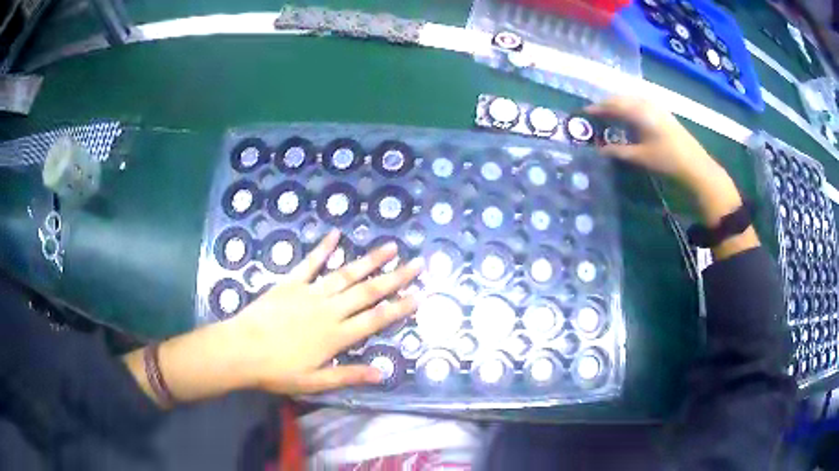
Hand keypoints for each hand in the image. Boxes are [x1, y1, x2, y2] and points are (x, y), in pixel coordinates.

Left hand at [228, 229, 423, 394]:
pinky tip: (335, 235)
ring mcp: (310, 293)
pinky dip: (323, 248)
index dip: (399, 307)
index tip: (419, 294)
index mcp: (336, 336)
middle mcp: (329, 310)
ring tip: (389, 247)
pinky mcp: (291, 283)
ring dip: (369, 261)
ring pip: (345, 274)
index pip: (375, 319)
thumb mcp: (315, 382)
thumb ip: (348, 375)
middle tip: (417, 263)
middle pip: (368, 292)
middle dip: (395, 277)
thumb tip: (382, 373)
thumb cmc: (277, 371)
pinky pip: (310, 262)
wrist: (241, 350)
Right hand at [586, 96, 757, 257]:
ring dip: (620, 105)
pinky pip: (642, 104)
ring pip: (632, 100)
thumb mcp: (640, 157)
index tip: (585, 112)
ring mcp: (657, 107)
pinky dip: (631, 107)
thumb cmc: (667, 161)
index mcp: (639, 112)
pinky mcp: (664, 114)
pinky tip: (631, 117)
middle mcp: (647, 104)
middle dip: (607, 104)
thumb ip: (619, 151)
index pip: (613, 105)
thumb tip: (599, 149)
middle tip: (596, 113)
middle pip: (622, 99)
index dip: (598, 108)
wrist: (696, 165)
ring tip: (611, 114)